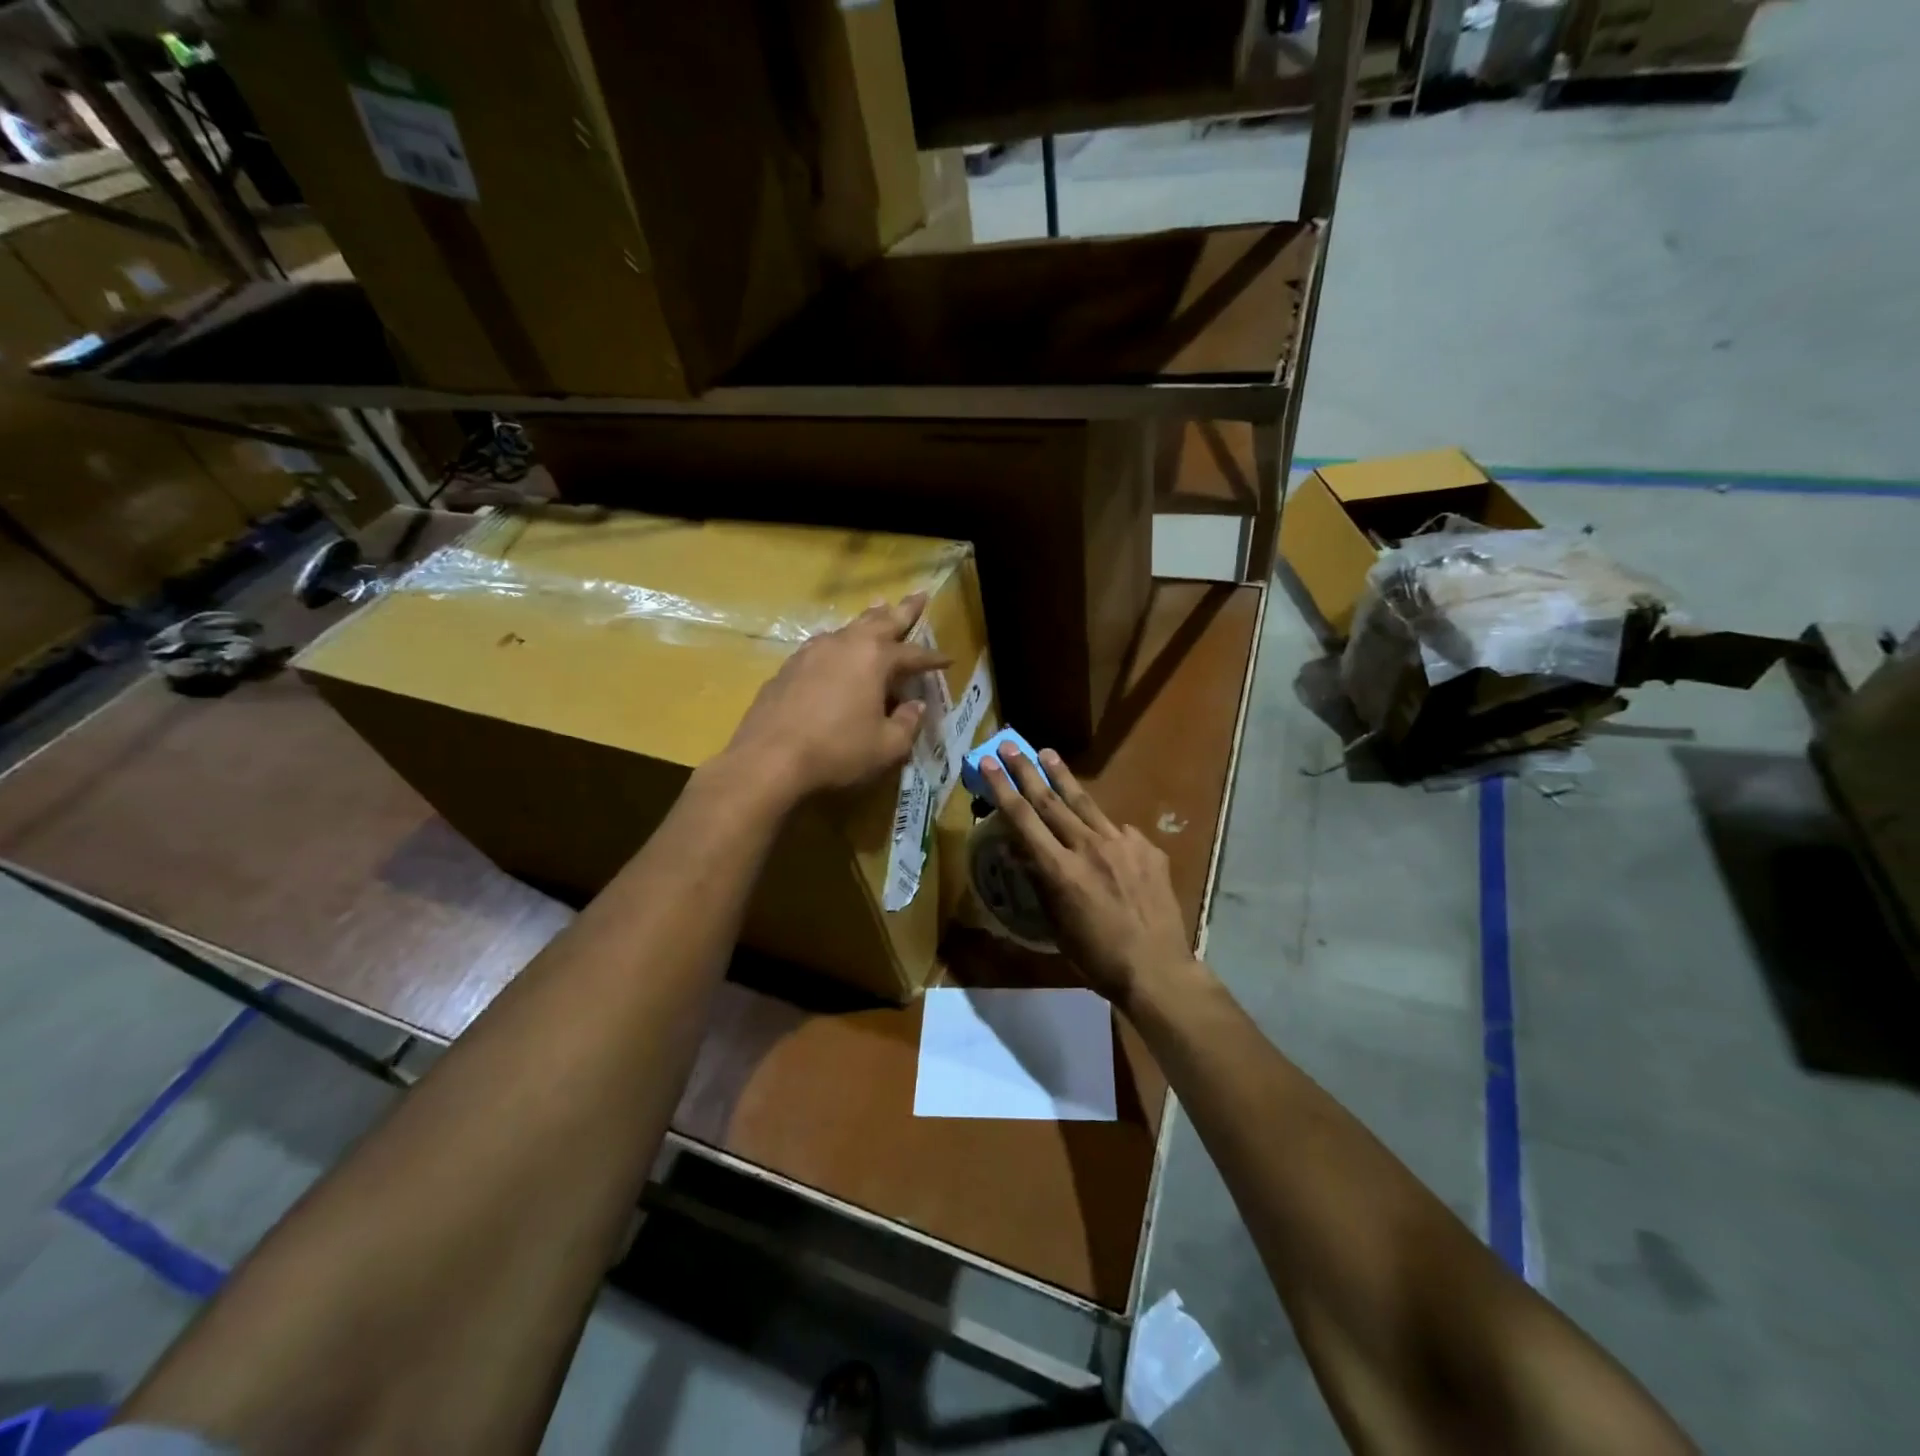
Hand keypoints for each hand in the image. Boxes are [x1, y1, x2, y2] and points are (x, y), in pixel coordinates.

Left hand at [722, 594, 948, 801]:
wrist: (768, 759)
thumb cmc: (837, 752)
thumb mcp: (886, 746)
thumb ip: (907, 724)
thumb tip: (916, 706)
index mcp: (874, 659)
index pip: (913, 654)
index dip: (932, 659)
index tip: (948, 660)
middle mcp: (844, 645)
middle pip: (880, 621)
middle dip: (903, 610)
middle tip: (919, 595)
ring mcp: (812, 652)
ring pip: (848, 628)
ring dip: (868, 619)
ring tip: (879, 607)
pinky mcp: (788, 667)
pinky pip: (823, 646)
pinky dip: (839, 642)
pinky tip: (837, 648)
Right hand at [980, 745, 1197, 1010]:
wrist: (1157, 968)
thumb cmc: (1097, 957)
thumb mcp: (1057, 926)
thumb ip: (1042, 884)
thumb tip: (1024, 854)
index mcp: (1060, 870)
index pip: (1024, 819)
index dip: (1003, 788)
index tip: (988, 762)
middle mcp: (1088, 847)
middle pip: (1051, 801)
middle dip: (1026, 770)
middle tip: (1010, 745)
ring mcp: (1122, 844)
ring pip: (1085, 803)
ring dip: (1063, 778)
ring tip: (1047, 754)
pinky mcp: (1147, 848)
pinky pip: (1119, 830)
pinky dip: (1104, 827)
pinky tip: (1102, 831)